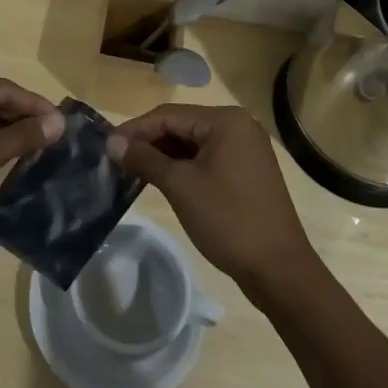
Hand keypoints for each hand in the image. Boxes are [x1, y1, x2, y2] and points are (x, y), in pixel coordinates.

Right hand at [107, 105, 317, 291]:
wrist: (280, 272)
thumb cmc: (229, 220)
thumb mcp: (180, 186)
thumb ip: (145, 159)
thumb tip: (112, 142)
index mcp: (226, 120)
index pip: (169, 115)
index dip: (135, 129)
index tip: (107, 144)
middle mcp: (238, 125)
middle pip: (181, 126)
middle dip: (149, 142)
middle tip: (117, 160)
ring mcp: (246, 149)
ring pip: (193, 143)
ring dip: (164, 156)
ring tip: (133, 171)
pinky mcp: (247, 171)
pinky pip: (207, 159)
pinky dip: (184, 167)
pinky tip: (163, 180)